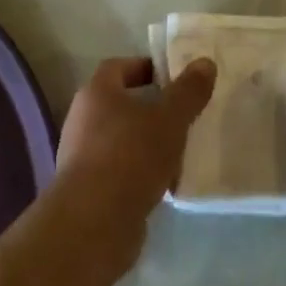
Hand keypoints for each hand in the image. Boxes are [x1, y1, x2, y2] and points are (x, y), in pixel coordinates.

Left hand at [52, 55, 215, 270]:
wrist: (94, 222)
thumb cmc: (132, 156)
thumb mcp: (170, 119)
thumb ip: (189, 91)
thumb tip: (205, 63)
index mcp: (96, 93)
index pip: (118, 67)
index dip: (146, 67)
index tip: (173, 78)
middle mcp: (82, 119)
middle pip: (119, 104)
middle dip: (150, 107)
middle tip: (182, 114)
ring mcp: (80, 156)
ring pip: (120, 138)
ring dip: (145, 142)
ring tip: (178, 149)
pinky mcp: (86, 189)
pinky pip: (118, 169)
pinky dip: (139, 171)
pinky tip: (164, 182)